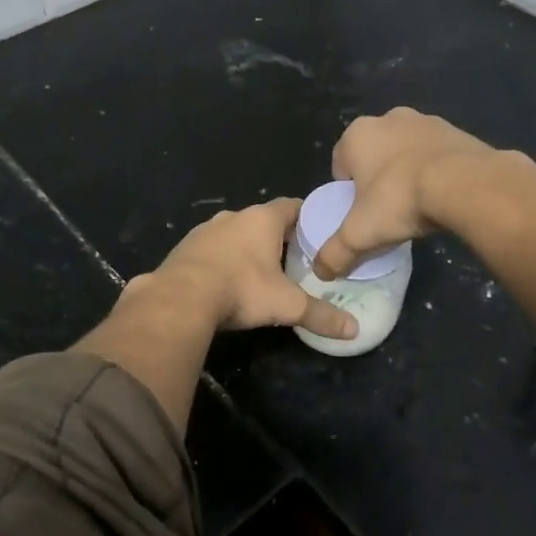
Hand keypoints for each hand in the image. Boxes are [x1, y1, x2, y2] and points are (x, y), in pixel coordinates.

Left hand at [147, 198, 357, 340]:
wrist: (180, 298)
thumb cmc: (242, 289)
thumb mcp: (287, 305)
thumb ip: (321, 315)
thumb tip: (354, 330)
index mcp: (262, 219)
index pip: (293, 206)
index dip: (308, 218)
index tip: (320, 233)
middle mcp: (234, 216)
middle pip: (264, 220)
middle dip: (279, 237)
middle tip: (296, 259)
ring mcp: (205, 230)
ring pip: (235, 233)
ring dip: (248, 248)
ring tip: (261, 272)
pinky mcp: (185, 247)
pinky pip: (212, 249)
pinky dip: (223, 260)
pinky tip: (227, 281)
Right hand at [314, 109, 494, 278]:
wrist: (465, 184)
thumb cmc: (399, 200)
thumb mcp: (360, 234)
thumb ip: (335, 253)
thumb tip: (321, 272)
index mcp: (357, 134)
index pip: (341, 165)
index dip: (348, 192)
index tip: (361, 214)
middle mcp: (388, 118)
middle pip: (374, 155)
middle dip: (378, 179)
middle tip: (388, 211)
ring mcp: (426, 121)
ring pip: (407, 152)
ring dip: (408, 172)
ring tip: (419, 205)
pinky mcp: (457, 131)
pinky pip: (438, 154)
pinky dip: (437, 171)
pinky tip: (444, 195)